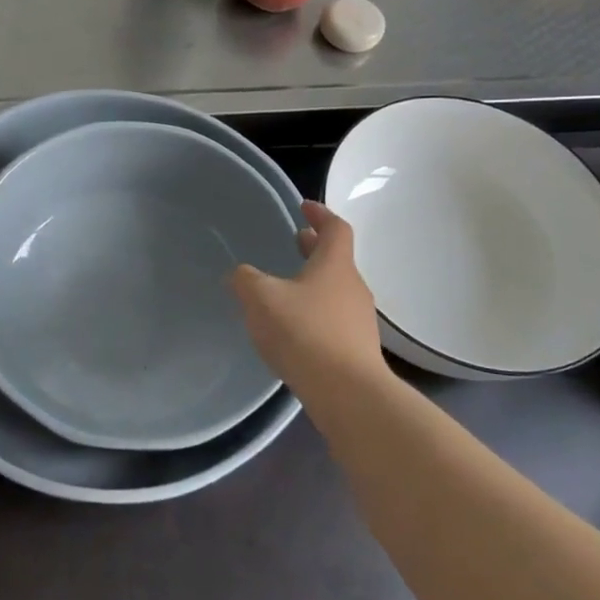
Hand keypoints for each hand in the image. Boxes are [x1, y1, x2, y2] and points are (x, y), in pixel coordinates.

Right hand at [230, 201, 382, 387]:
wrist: (346, 393)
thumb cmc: (304, 333)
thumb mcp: (261, 298)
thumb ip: (245, 280)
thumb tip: (239, 274)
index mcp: (335, 265)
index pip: (336, 228)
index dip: (320, 214)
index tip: (304, 207)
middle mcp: (353, 287)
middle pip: (336, 259)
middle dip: (314, 249)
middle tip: (294, 242)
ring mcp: (359, 320)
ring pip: (334, 290)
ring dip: (313, 282)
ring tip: (286, 289)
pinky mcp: (356, 349)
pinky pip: (333, 319)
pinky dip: (315, 312)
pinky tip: (293, 328)